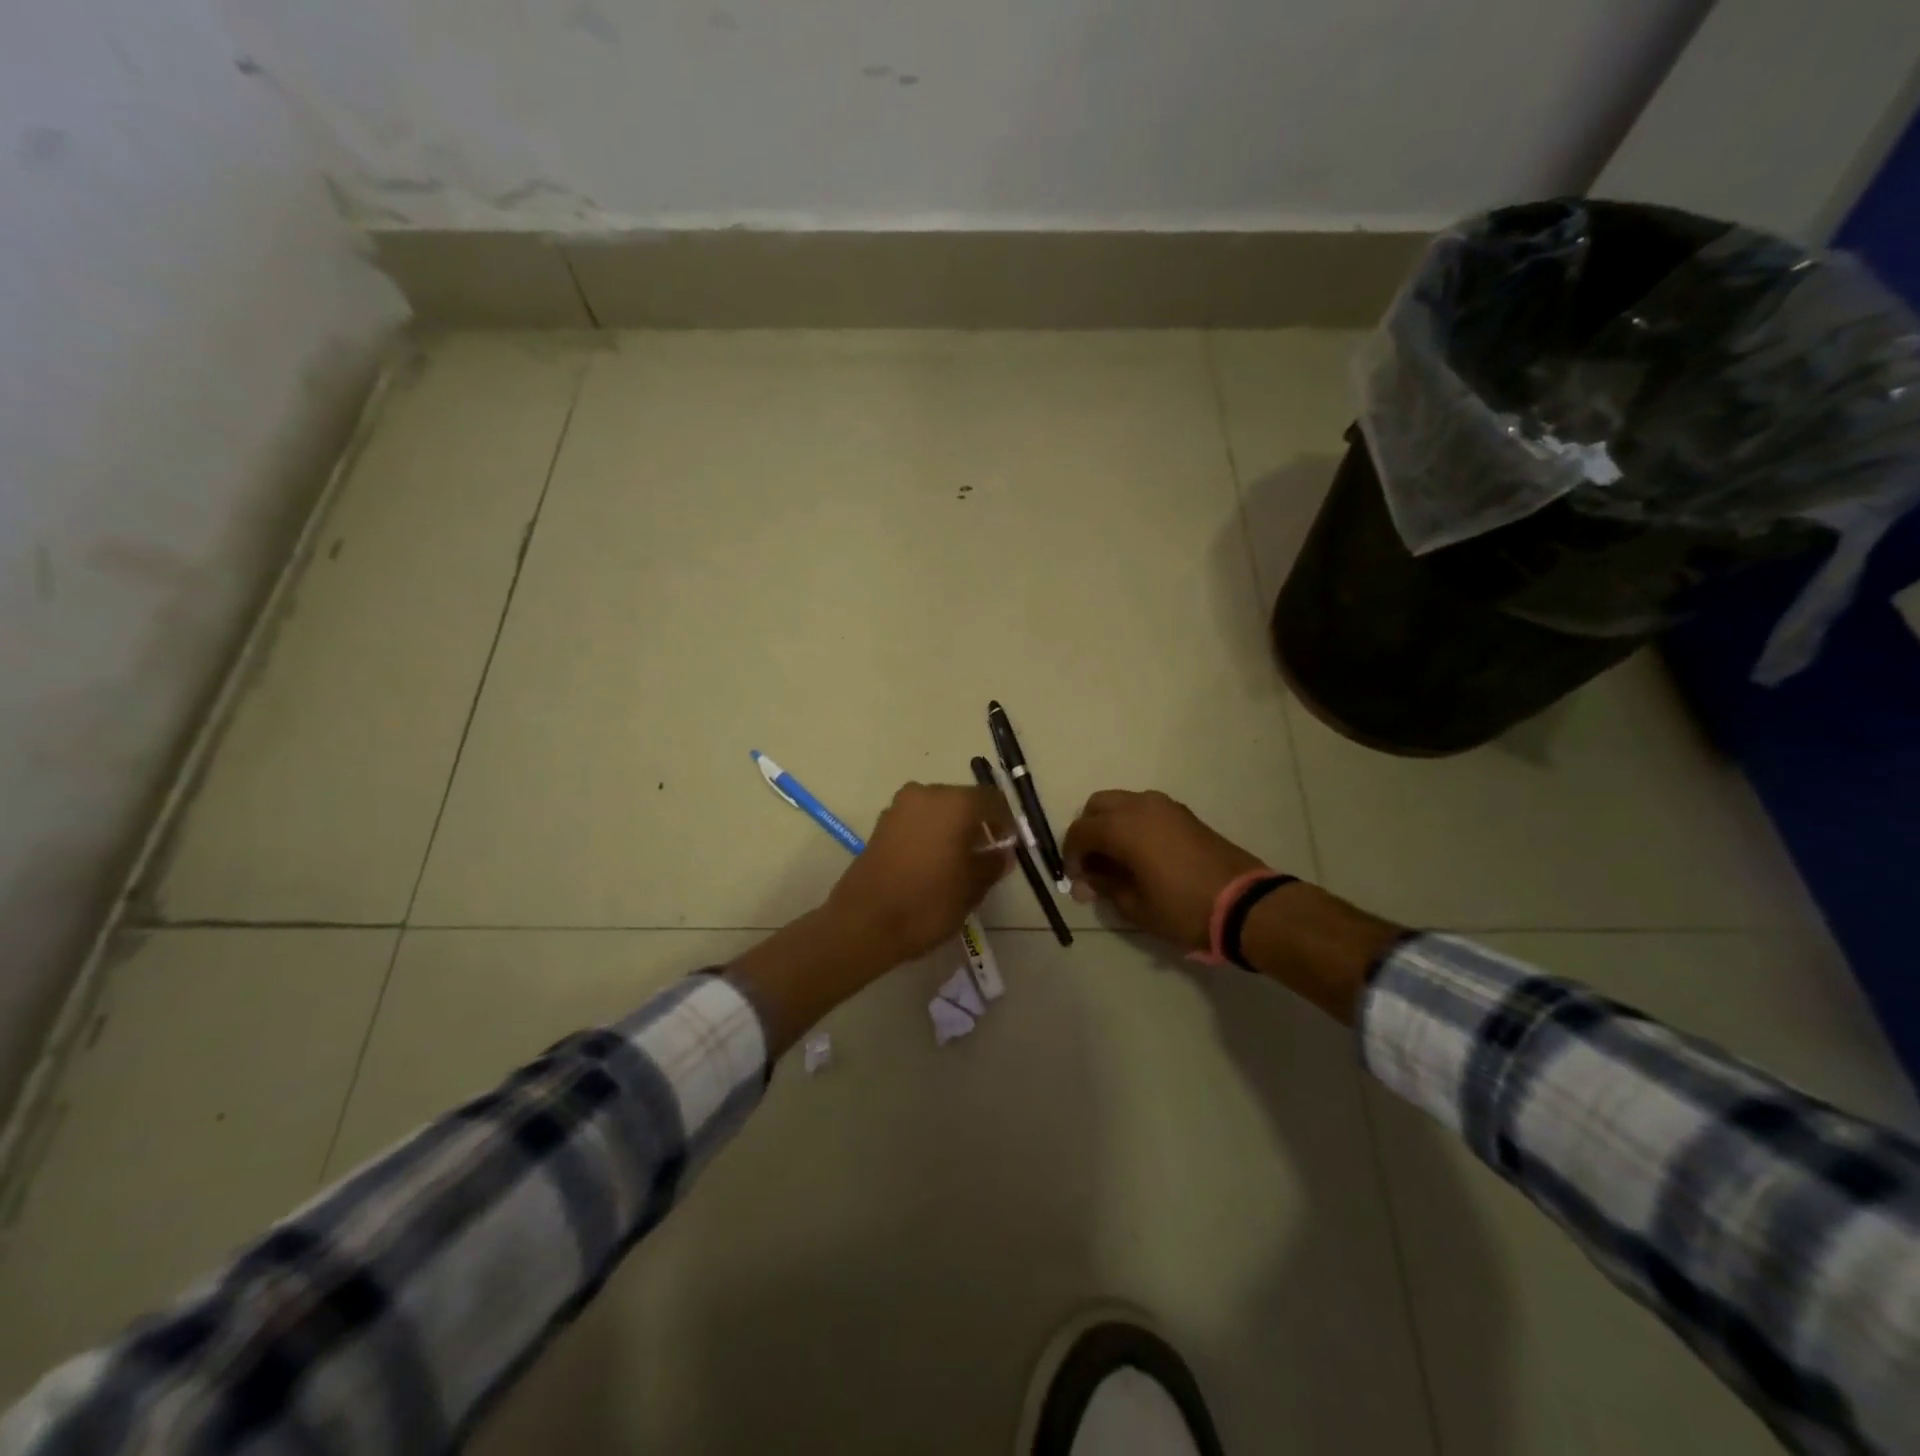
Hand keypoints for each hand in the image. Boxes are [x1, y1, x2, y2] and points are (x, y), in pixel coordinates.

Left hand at [824, 782, 1013, 968]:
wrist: (864, 922)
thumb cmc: (928, 903)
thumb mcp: (972, 887)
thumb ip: (992, 864)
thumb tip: (1002, 853)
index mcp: (955, 803)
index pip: (992, 800)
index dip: (1006, 822)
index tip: (1010, 846)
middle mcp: (927, 793)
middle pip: (964, 801)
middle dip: (978, 824)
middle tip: (987, 855)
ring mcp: (900, 807)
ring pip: (938, 810)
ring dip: (953, 828)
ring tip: (960, 862)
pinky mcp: (882, 824)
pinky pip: (918, 821)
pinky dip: (931, 834)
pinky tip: (934, 863)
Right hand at [1062, 790, 1267, 951]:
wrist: (1244, 904)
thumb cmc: (1182, 908)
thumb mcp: (1134, 906)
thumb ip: (1104, 886)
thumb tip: (1088, 880)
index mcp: (1122, 827)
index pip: (1079, 831)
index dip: (1070, 856)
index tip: (1076, 881)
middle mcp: (1139, 806)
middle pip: (1097, 806)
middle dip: (1088, 831)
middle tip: (1092, 864)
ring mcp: (1165, 806)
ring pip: (1122, 803)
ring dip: (1111, 824)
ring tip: (1117, 859)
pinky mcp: (1184, 814)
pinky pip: (1145, 809)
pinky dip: (1133, 824)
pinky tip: (1141, 854)